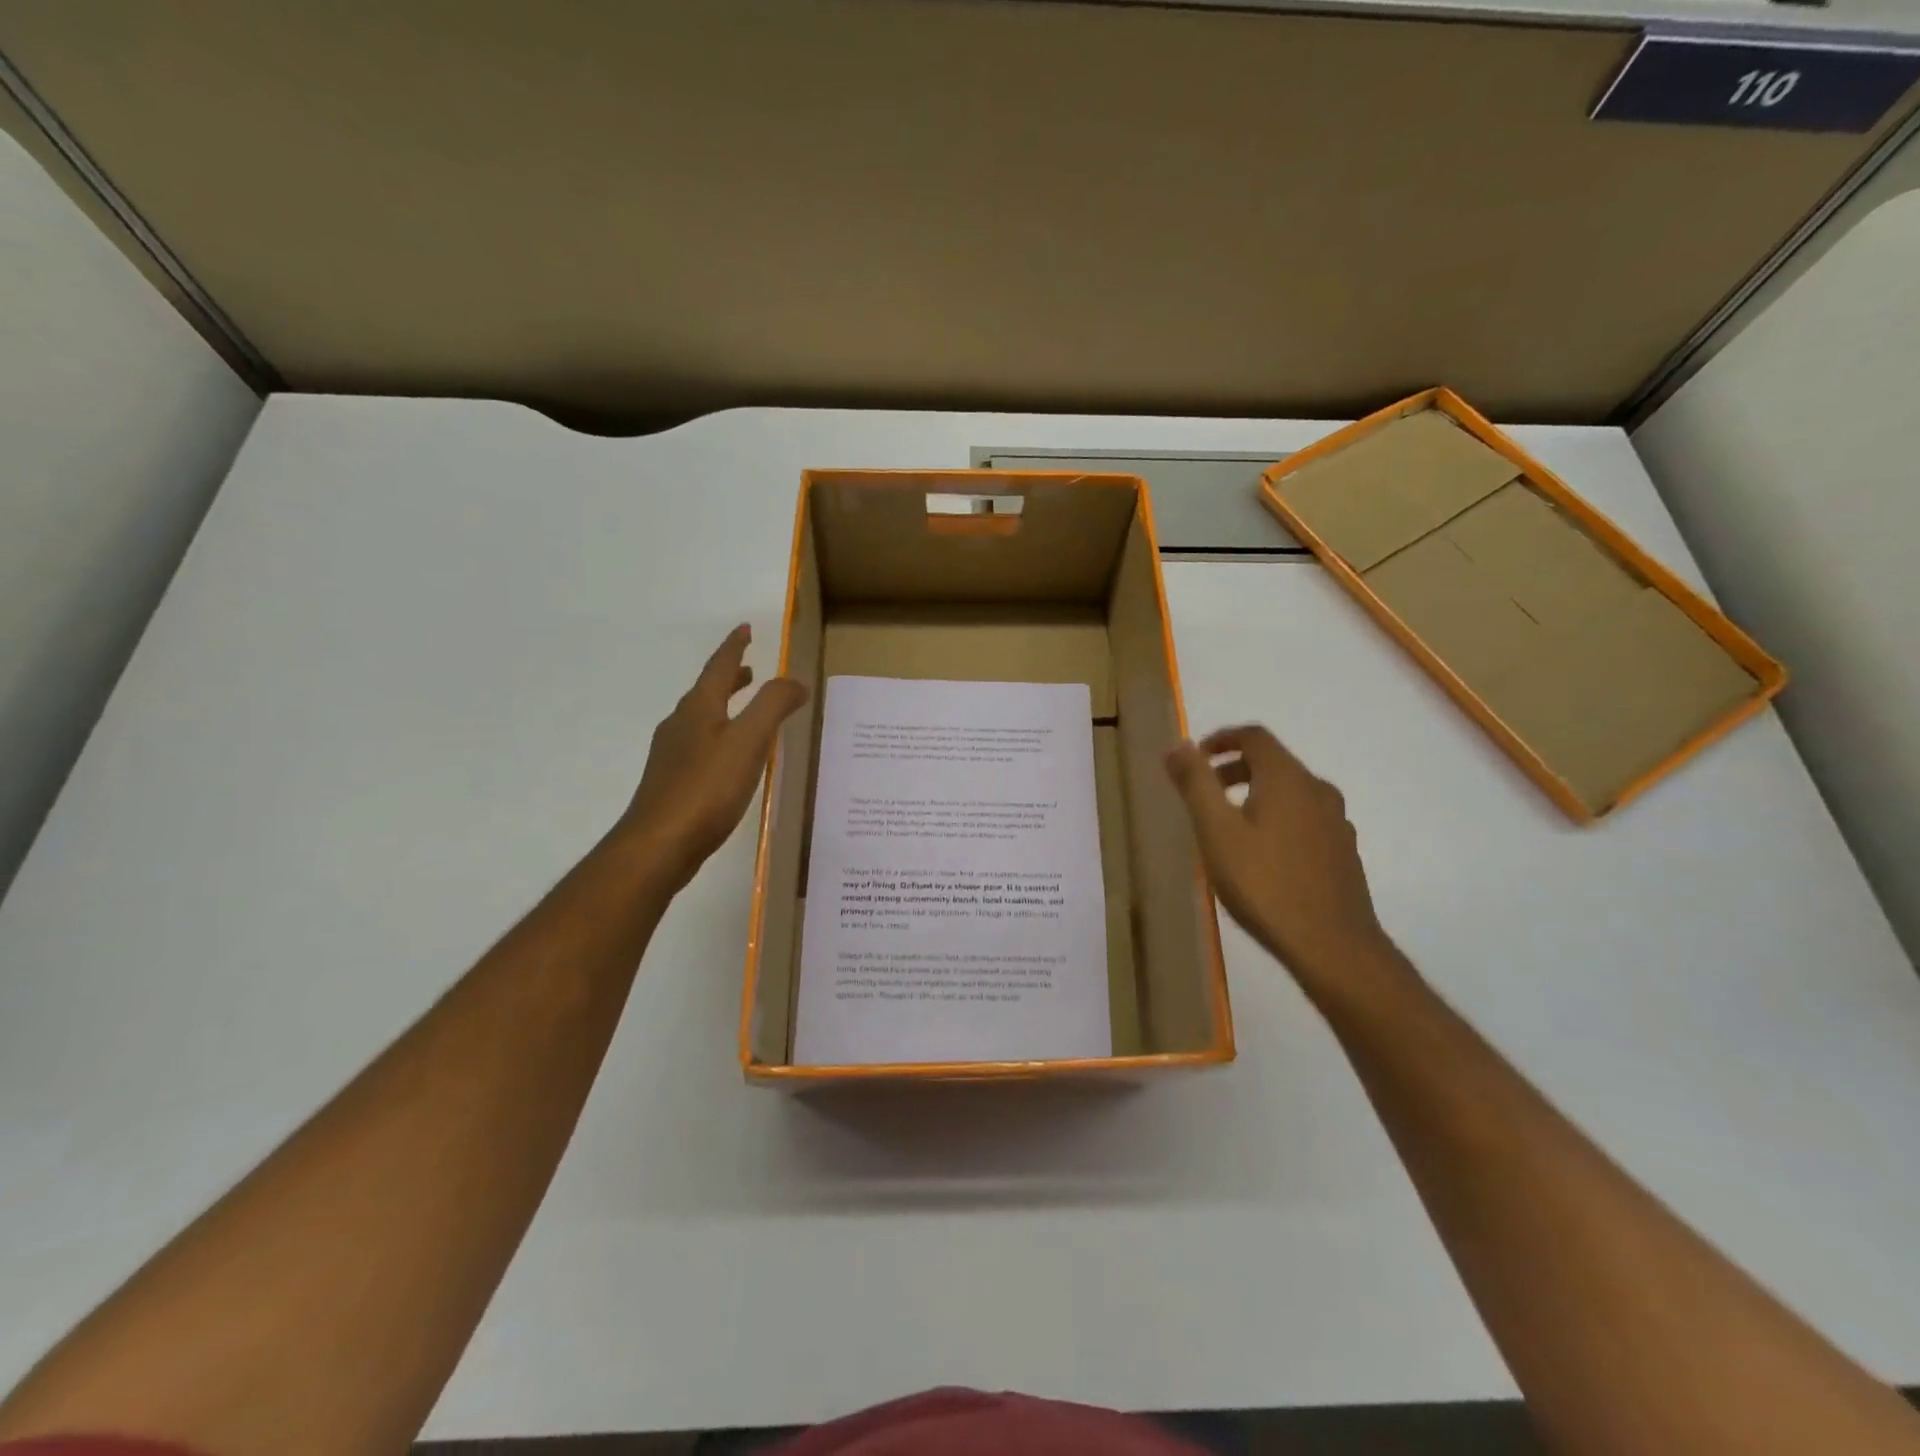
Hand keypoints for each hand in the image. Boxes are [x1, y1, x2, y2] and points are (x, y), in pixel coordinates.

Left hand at [621, 625, 807, 887]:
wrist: (659, 844)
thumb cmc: (707, 788)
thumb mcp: (749, 741)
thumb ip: (773, 706)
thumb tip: (795, 680)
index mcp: (699, 709)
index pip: (719, 667)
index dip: (735, 647)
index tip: (746, 629)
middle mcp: (681, 726)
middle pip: (708, 692)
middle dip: (730, 678)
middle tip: (750, 670)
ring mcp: (672, 756)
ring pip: (702, 720)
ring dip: (725, 707)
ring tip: (745, 712)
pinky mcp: (672, 783)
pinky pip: (700, 746)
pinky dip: (720, 737)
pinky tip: (730, 760)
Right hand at [1166, 724, 1395, 990]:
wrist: (1333, 946)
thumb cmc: (1264, 884)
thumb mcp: (1216, 832)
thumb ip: (1196, 784)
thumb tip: (1178, 745)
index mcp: (1287, 779)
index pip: (1254, 737)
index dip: (1222, 739)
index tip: (1195, 756)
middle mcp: (1318, 790)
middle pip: (1274, 763)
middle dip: (1234, 769)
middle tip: (1204, 793)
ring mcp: (1336, 822)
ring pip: (1291, 793)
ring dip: (1256, 795)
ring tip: (1229, 827)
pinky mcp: (1343, 852)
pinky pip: (1305, 819)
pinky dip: (1278, 819)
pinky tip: (1263, 856)